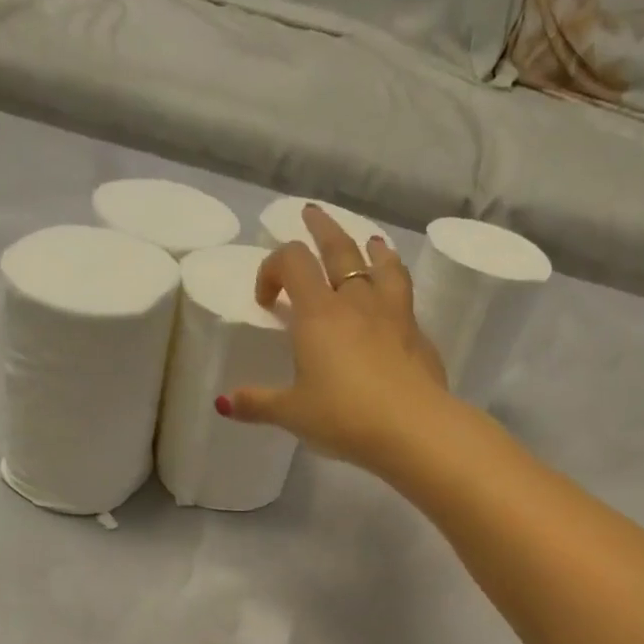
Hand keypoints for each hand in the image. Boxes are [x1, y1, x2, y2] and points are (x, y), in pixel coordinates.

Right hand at [223, 204, 450, 470]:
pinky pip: (405, 298)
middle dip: (322, 229)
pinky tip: (396, 301)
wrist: (413, 429)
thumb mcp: (292, 414)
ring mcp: (394, 315)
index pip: (292, 262)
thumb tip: (224, 403)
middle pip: (340, 249)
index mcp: (319, 313)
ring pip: (383, 266)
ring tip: (371, 241)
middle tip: (312, 214)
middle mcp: (357, 302)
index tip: (266, 299)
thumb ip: (258, 404)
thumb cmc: (344, 417)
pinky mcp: (420, 336)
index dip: (272, 268)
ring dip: (373, 249)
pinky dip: (396, 286)